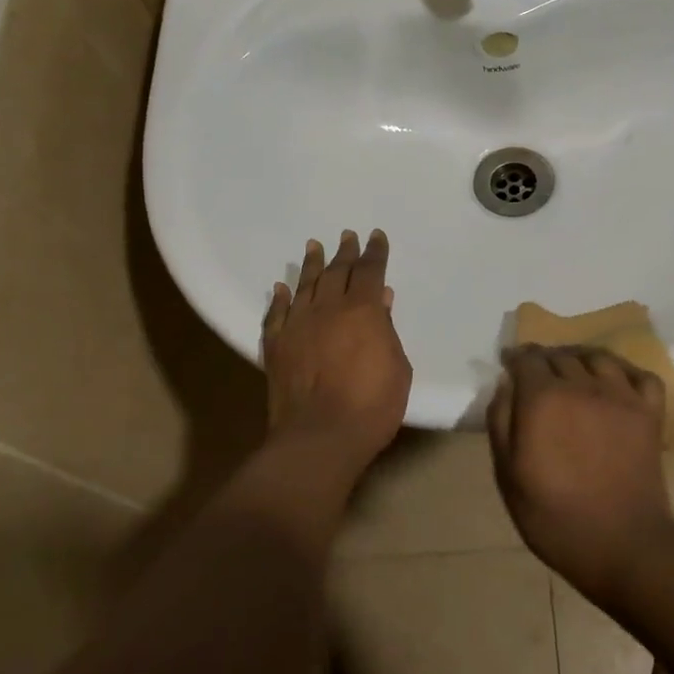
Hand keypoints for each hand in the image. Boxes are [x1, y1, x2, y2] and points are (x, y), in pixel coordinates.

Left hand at [263, 229, 411, 474]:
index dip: (374, 252)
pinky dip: (280, 298)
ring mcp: (297, 325)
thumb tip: (380, 298)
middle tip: (347, 236)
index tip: (376, 237)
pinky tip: (281, 288)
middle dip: (345, 252)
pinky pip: (277, 313)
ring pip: (304, 285)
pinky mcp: (276, 345)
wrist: (319, 437)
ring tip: (313, 246)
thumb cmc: (372, 406)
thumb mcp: (397, 367)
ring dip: (311, 264)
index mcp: (362, 311)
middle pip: (336, 272)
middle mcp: (327, 308)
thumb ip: (386, 329)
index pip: (369, 271)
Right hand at [486, 346, 673, 600]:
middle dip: (544, 359)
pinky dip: (625, 371)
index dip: (515, 358)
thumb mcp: (508, 475)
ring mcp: (621, 396)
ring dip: (580, 358)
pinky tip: (615, 382)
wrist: (623, 546)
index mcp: (543, 398)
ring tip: (573, 370)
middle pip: (560, 355)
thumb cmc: (554, 517)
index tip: (508, 363)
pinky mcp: (649, 412)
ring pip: (597, 356)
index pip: (527, 359)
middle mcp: (582, 385)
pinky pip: (640, 374)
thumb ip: (501, 422)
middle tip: (537, 374)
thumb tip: (506, 384)